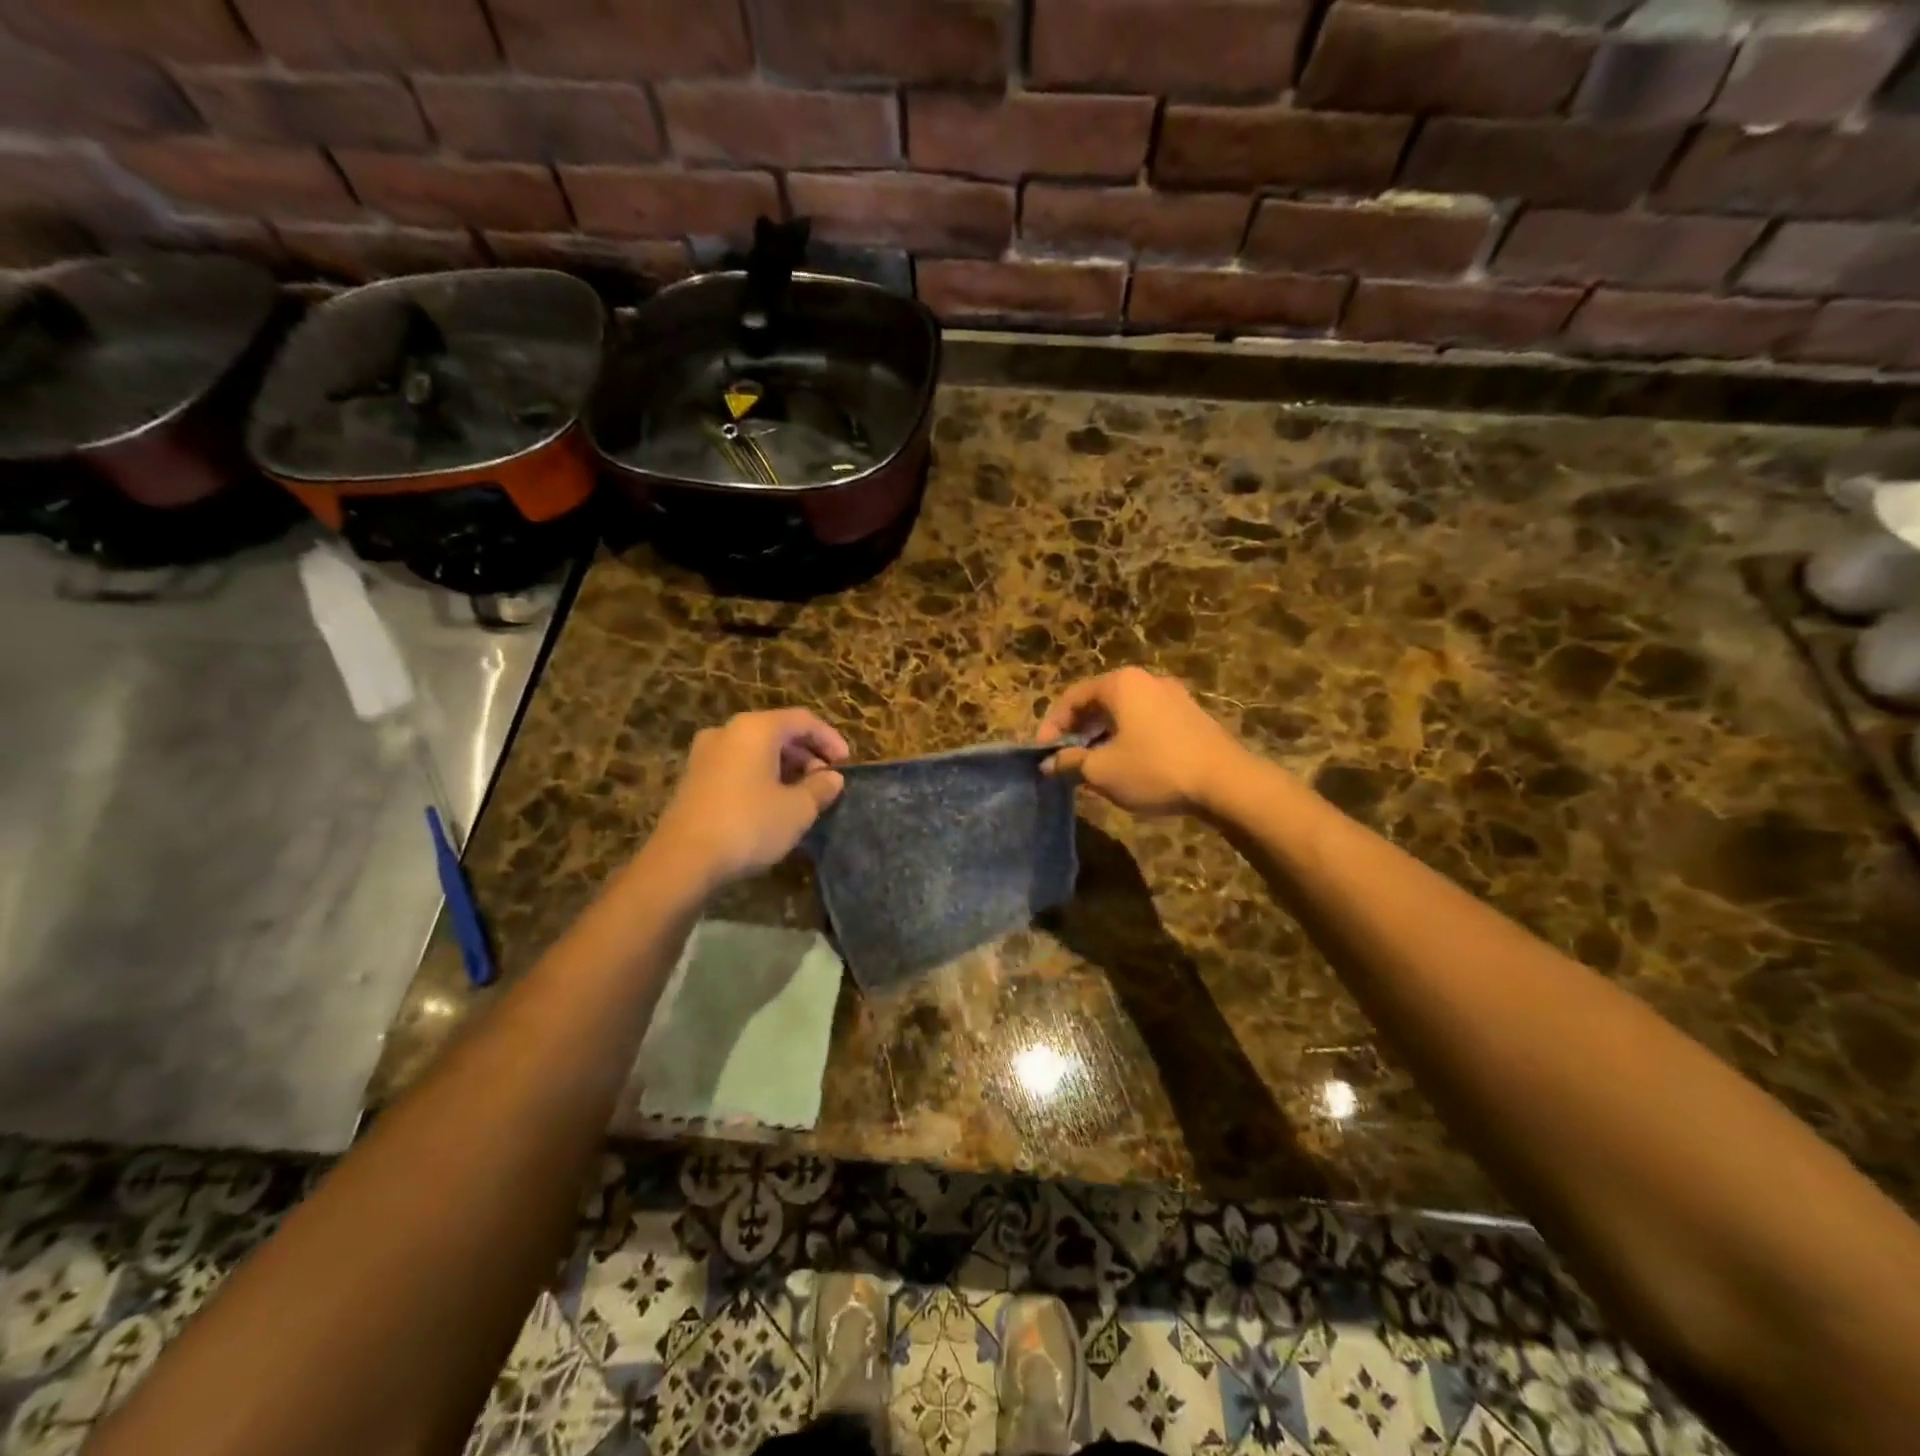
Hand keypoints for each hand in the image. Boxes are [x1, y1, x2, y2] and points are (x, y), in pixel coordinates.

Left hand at [651, 709, 848, 886]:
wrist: (683, 860)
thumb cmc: (749, 825)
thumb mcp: (797, 809)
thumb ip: (821, 788)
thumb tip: (833, 778)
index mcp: (756, 728)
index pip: (803, 720)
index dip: (830, 739)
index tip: (847, 763)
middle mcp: (728, 731)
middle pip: (777, 731)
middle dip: (806, 754)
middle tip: (826, 781)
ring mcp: (705, 754)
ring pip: (756, 749)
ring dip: (784, 766)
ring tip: (803, 794)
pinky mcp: (693, 778)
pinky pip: (737, 765)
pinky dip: (761, 775)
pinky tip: (772, 803)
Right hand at [1036, 668, 1250, 817]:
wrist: (1226, 782)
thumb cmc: (1155, 769)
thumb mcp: (1102, 770)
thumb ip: (1070, 763)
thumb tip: (1049, 764)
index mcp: (1121, 684)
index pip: (1072, 697)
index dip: (1051, 726)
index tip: (1043, 754)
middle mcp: (1146, 680)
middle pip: (1099, 702)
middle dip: (1077, 731)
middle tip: (1065, 759)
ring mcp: (1173, 696)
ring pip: (1124, 713)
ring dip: (1101, 736)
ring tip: (1093, 766)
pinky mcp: (1191, 716)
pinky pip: (1146, 721)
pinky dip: (1127, 738)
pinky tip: (1126, 765)